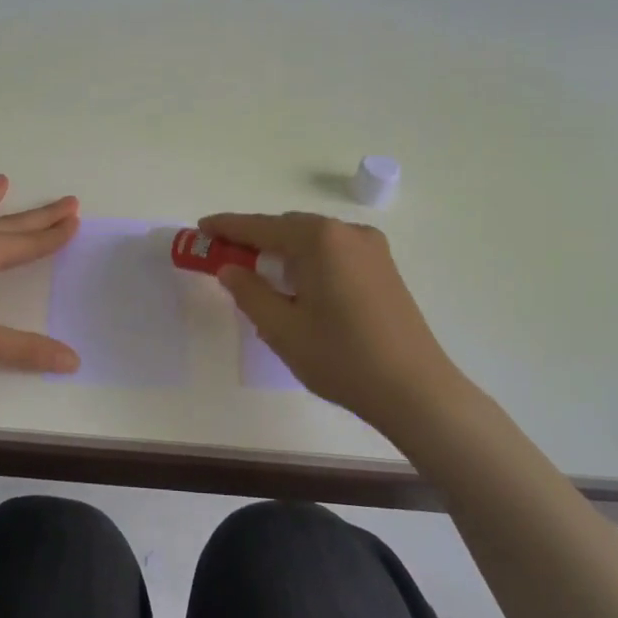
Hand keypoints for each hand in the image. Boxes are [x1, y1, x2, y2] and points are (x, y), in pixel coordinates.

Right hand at [200, 211, 471, 429]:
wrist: (415, 390)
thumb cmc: (341, 358)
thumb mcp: (282, 328)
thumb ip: (249, 292)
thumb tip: (230, 269)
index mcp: (319, 240)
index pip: (261, 227)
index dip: (228, 227)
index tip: (201, 228)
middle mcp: (347, 233)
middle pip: (289, 228)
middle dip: (256, 241)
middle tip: (227, 259)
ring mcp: (372, 249)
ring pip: (313, 240)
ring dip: (283, 253)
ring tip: (260, 279)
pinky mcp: (384, 268)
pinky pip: (334, 253)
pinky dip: (309, 262)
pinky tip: (300, 289)